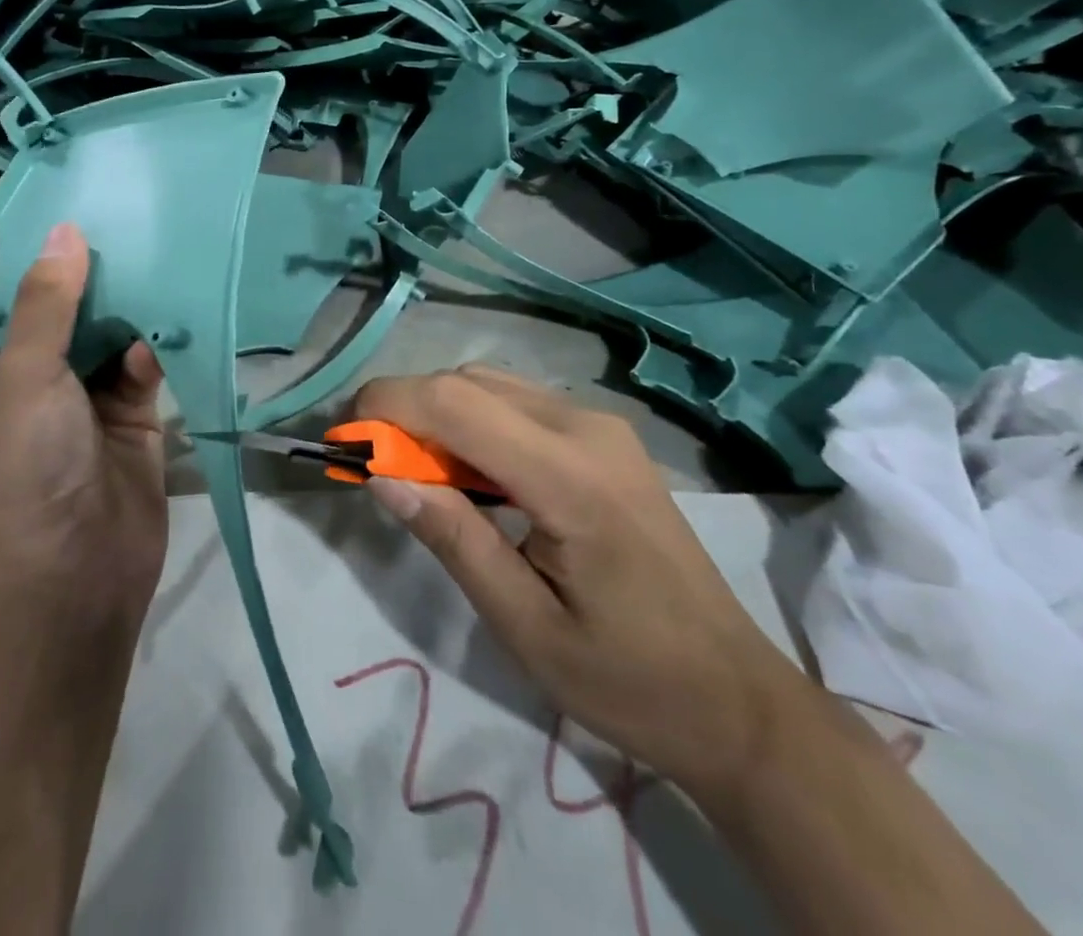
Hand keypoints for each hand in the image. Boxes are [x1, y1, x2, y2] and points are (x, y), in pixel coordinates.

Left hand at [0, 223, 167, 616]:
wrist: (74, 577)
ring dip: (128, 301)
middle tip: (129, 217)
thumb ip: (47, 303)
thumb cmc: (26, 469)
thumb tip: (65, 231)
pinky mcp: (131, 413)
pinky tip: (175, 311)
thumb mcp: (24, 377)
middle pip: (60, 307)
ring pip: (106, 331)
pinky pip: (142, 362)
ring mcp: (82, 395)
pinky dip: (155, 340)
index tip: (69, 208)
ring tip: (159, 248)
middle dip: (89, 271)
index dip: (28, 253)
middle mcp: (30, 376)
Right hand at [355, 364, 814, 795]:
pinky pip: (517, 403)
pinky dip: (472, 422)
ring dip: (437, 414)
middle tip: (373, 467)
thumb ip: (452, 538)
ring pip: (489, 385)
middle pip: (467, 383)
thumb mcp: (524, 625)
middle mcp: (586, 426)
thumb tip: (380, 477)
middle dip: (405, 411)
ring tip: (414, 474)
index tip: (343, 442)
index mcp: (570, 476)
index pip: (454, 404)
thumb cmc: (629, 679)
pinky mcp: (603, 436)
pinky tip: (468, 474)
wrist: (739, 700)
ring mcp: (600, 424)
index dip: (386, 407)